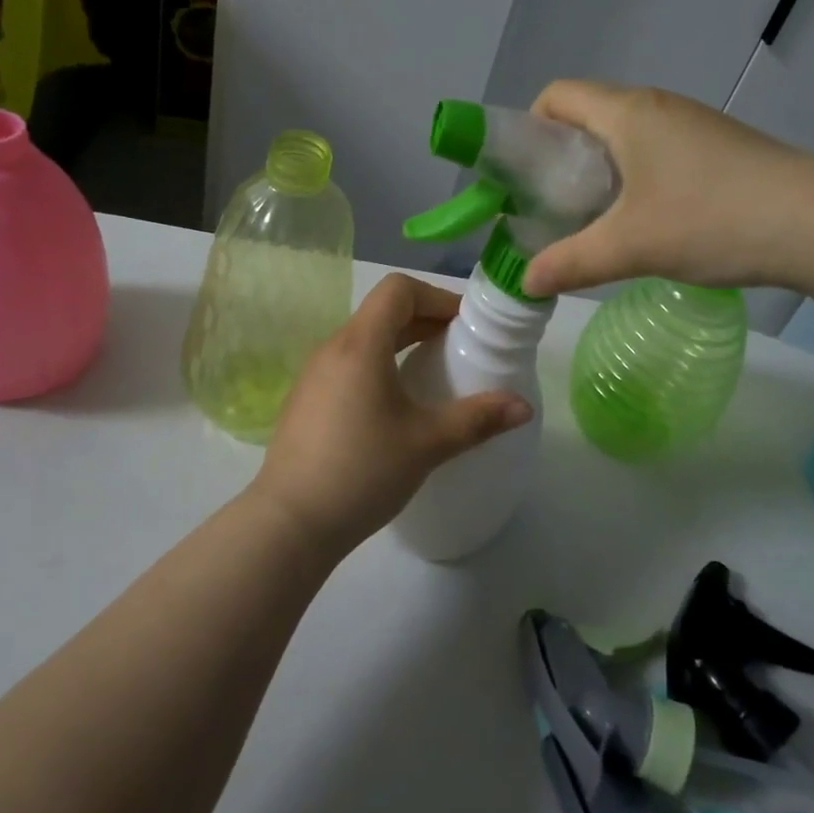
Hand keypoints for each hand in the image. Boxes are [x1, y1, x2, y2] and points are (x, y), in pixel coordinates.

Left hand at [249, 275, 532, 555]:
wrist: (290, 522)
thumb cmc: (362, 471)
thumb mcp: (427, 443)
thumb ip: (478, 419)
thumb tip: (523, 407)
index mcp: (360, 344)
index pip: (398, 289)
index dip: (436, 297)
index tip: (464, 326)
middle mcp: (332, 348)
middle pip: (382, 311)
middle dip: (424, 320)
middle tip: (459, 347)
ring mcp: (314, 374)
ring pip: (364, 339)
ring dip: (401, 343)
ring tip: (432, 374)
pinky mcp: (306, 400)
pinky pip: (348, 364)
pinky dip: (378, 365)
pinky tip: (395, 406)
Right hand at [521, 81, 813, 297]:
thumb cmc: (712, 219)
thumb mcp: (629, 246)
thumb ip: (569, 263)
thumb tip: (524, 283)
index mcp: (627, 113)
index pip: (557, 96)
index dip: (529, 128)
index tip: (524, 176)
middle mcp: (656, 107)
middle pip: (587, 115)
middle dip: (559, 158)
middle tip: (550, 206)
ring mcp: (691, 126)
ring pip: (623, 137)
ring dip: (598, 172)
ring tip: (592, 219)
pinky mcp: (717, 149)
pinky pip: (655, 151)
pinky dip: (632, 178)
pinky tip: (643, 222)